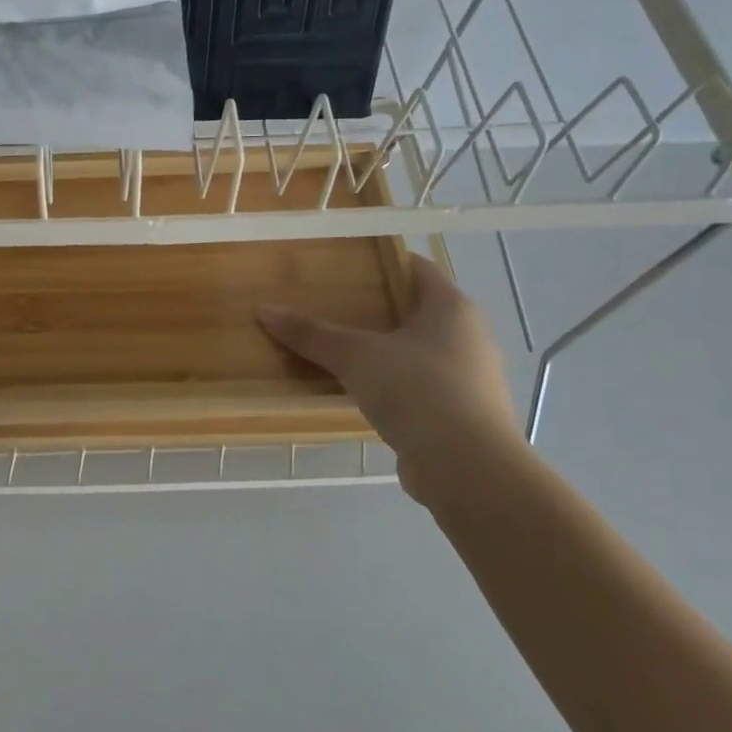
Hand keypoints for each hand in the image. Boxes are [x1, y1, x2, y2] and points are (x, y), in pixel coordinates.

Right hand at [257, 255, 521, 507]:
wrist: (467, 469)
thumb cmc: (417, 391)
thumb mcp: (355, 357)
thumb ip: (311, 333)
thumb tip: (263, 309)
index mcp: (452, 307)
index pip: (417, 268)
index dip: (381, 262)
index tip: (344, 265)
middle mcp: (468, 336)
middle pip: (415, 310)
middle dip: (374, 308)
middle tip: (330, 306)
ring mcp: (468, 378)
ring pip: (416, 350)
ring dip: (382, 349)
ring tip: (337, 348)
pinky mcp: (460, 414)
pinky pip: (419, 385)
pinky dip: (391, 383)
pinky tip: (358, 391)